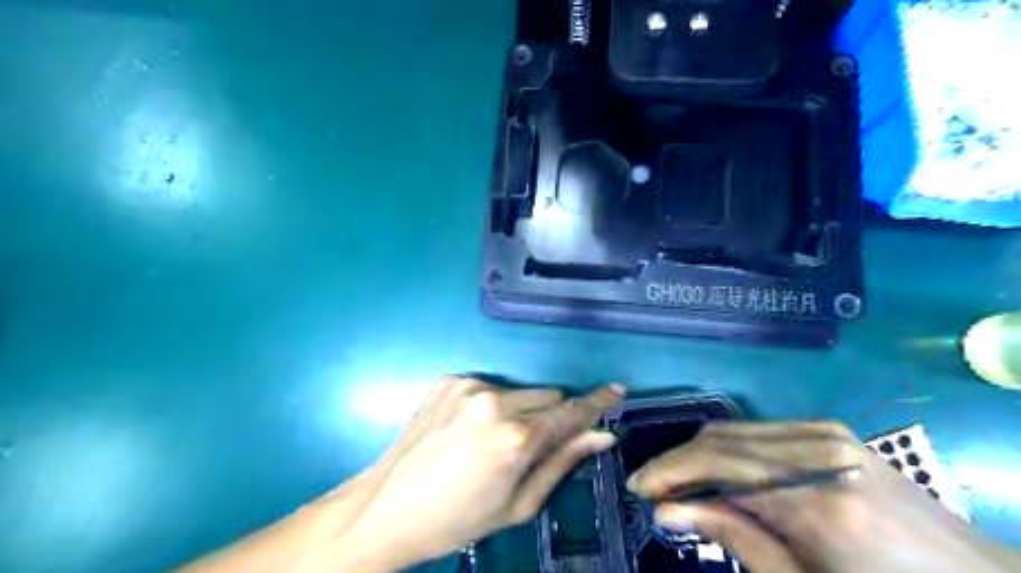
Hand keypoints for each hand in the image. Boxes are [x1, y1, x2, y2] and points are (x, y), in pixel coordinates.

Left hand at [332, 375, 626, 572]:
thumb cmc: (457, 519)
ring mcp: (469, 386)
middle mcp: (495, 402)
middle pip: (548, 395)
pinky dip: (492, 404)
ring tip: (493, 441)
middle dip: (551, 416)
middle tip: (530, 446)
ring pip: (521, 390)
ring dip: (521, 410)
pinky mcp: (451, 379)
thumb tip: (601, 435)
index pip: (570, 411)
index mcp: (514, 438)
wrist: (387, 508)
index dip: (597, 402)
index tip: (617, 390)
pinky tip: (470, 430)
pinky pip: (491, 386)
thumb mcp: (518, 503)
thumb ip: (562, 462)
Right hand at [627, 421, 1016, 572]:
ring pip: (734, 430)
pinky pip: (758, 431)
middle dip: (678, 462)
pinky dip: (729, 450)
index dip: (668, 471)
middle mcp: (818, 450)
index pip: (717, 464)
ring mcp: (827, 434)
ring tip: (683, 485)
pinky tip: (723, 475)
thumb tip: (666, 511)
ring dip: (700, 455)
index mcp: (818, 501)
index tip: (638, 487)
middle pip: (720, 439)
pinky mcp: (830, 430)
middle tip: (655, 491)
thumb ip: (733, 537)